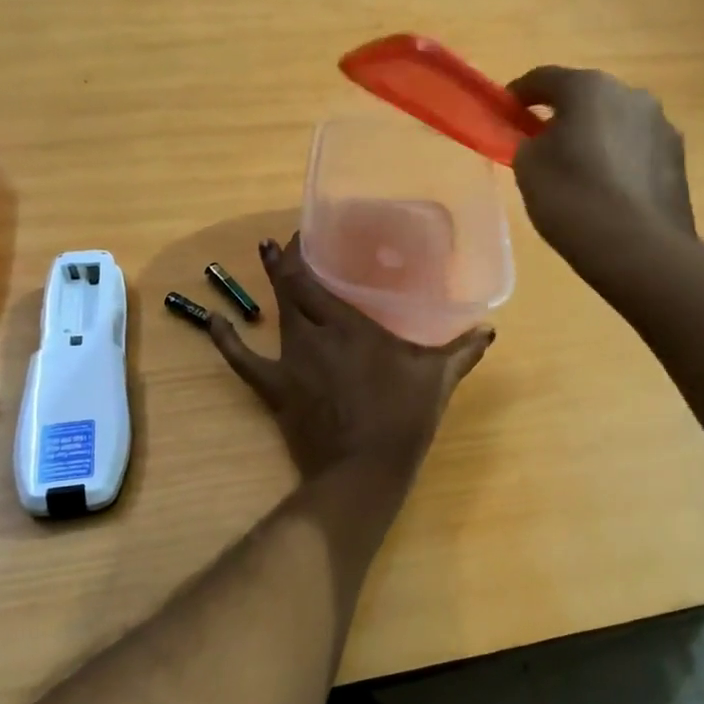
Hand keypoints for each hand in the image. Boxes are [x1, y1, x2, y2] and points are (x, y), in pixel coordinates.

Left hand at [207, 235, 493, 486]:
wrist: (364, 469)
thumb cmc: (403, 418)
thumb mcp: (437, 380)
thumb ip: (462, 351)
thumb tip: (490, 330)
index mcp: (351, 325)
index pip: (317, 278)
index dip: (304, 251)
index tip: (305, 234)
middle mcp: (315, 333)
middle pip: (292, 288)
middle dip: (284, 261)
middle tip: (281, 244)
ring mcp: (291, 360)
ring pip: (274, 313)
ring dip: (267, 285)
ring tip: (259, 258)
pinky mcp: (275, 388)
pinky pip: (243, 360)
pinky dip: (226, 339)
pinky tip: (213, 319)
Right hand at [508, 67, 694, 265]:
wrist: (639, 249)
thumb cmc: (573, 198)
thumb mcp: (528, 168)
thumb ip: (529, 143)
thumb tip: (541, 141)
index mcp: (589, 87)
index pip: (544, 78)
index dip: (518, 94)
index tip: (504, 113)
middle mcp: (631, 94)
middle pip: (587, 98)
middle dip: (562, 116)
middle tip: (542, 145)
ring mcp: (661, 126)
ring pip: (616, 124)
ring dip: (595, 138)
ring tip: (579, 172)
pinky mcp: (678, 160)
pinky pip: (636, 151)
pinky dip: (618, 162)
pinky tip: (608, 191)